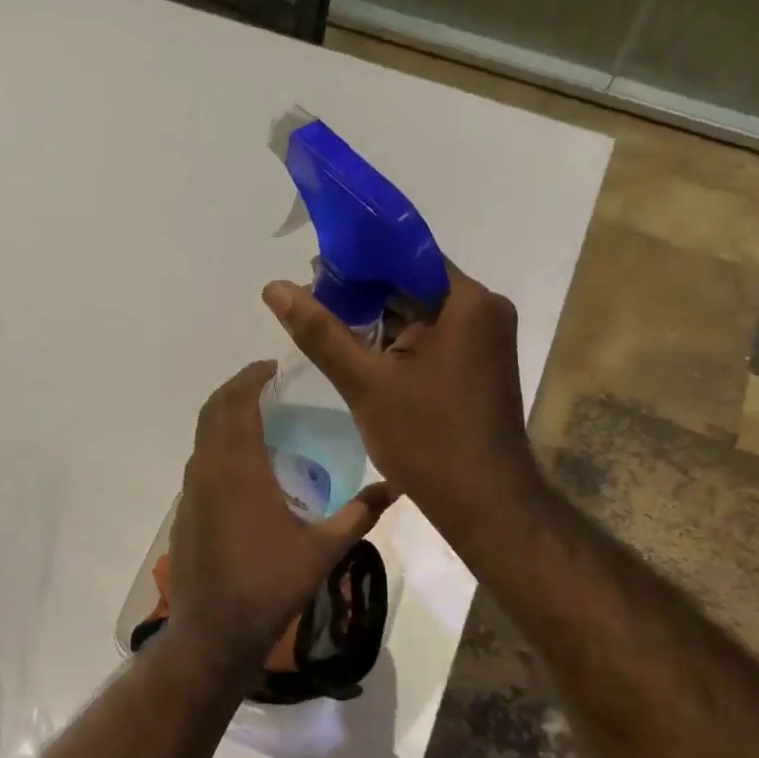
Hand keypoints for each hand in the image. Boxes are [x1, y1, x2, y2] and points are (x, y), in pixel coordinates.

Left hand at [167, 360, 391, 676]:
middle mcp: (208, 470)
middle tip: (267, 385)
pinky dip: (217, 445)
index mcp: (239, 469)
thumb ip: (360, 514)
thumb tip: (398, 487)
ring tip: (258, 419)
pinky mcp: (185, 512)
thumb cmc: (269, 586)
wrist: (214, 631)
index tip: (273, 367)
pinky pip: (200, 462)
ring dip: (224, 417)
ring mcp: (191, 492)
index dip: (251, 378)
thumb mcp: (323, 550)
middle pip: (213, 411)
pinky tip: (244, 468)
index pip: (236, 403)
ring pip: (202, 436)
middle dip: (236, 389)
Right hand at [262, 261, 539, 537]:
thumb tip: (274, 287)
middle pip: (413, 283)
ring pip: (421, 312)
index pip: (407, 255)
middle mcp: (484, 310)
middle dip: (363, 290)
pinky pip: (432, 337)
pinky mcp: (479, 364)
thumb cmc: (427, 439)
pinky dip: (399, 341)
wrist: (483, 502)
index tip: (316, 268)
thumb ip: (320, 332)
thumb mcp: (366, 382)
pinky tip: (361, 351)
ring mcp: (484, 339)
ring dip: (378, 318)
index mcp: (467, 302)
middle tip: (311, 299)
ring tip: (326, 324)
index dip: (359, 256)